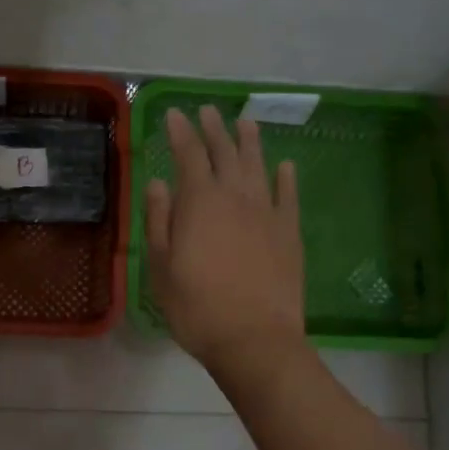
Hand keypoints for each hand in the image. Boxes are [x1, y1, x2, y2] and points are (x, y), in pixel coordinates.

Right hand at [144, 106, 305, 373]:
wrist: (254, 338)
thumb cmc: (196, 307)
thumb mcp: (161, 266)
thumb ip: (159, 219)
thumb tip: (159, 182)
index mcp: (200, 202)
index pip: (188, 154)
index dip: (180, 131)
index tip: (174, 113)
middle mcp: (235, 196)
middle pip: (224, 153)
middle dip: (214, 129)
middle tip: (207, 111)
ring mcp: (267, 212)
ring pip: (258, 166)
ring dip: (250, 142)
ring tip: (245, 122)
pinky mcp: (290, 232)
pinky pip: (289, 196)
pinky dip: (286, 178)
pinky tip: (285, 166)